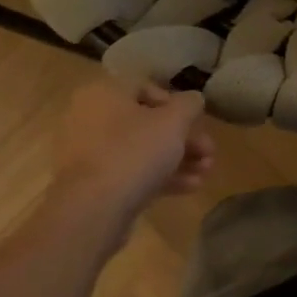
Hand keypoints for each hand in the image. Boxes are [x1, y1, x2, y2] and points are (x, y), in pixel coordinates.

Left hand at [48, 78, 215, 215]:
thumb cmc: (134, 151)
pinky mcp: (92, 184)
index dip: (177, 104)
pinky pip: (130, 172)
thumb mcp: (174, 121)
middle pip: (146, 122)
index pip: (145, 87)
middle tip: (209, 152)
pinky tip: (190, 187)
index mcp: (104, 93)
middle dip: (183, 138)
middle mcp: (90, 117)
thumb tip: (193, 99)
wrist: (93, 209)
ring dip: (177, 158)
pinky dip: (158, 176)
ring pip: (140, 149)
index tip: (196, 122)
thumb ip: (189, 104)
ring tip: (205, 172)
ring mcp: (87, 153)